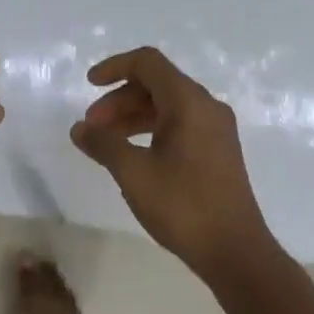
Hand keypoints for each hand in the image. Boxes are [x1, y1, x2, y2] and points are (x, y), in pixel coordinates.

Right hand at [70, 46, 273, 278]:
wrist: (234, 251)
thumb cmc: (183, 206)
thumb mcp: (133, 173)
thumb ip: (103, 144)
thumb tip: (79, 129)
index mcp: (189, 102)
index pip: (148, 63)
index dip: (114, 67)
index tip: (88, 85)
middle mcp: (206, 107)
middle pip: (156, 84)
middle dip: (119, 99)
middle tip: (91, 127)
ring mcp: (215, 130)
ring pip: (167, 106)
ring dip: (132, 116)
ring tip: (105, 143)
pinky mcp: (217, 151)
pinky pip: (179, 125)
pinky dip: (150, 130)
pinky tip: (132, 155)